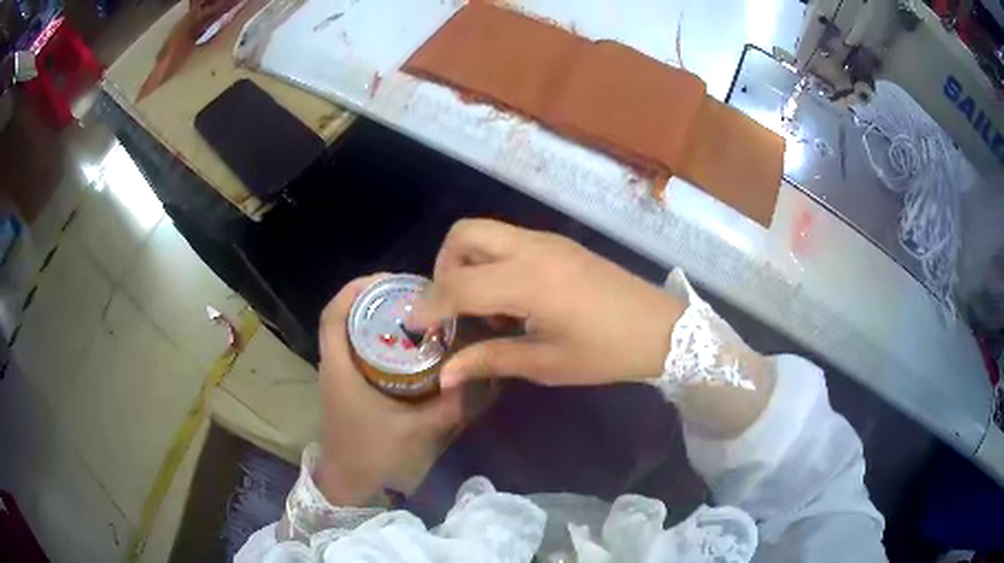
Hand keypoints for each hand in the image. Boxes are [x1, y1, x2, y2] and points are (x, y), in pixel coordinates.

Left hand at [315, 275, 463, 504]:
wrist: (347, 482)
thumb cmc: (372, 454)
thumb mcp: (416, 430)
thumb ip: (448, 406)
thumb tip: (476, 376)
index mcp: (340, 369)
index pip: (333, 315)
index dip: (354, 289)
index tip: (388, 279)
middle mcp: (333, 365)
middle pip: (342, 316)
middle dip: (372, 297)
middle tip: (410, 293)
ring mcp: (337, 375)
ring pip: (348, 331)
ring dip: (372, 315)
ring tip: (409, 310)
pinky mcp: (344, 385)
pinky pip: (354, 348)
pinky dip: (374, 336)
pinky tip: (403, 344)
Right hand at [410, 219, 685, 388]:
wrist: (661, 328)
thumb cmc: (606, 352)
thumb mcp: (547, 364)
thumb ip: (490, 360)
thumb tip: (444, 375)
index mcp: (528, 281)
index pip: (458, 284)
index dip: (429, 305)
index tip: (415, 326)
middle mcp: (532, 249)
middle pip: (463, 234)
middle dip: (443, 267)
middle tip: (451, 307)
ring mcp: (547, 241)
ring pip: (485, 231)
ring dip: (467, 262)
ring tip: (482, 307)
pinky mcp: (558, 244)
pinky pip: (508, 240)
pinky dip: (491, 260)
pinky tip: (510, 299)